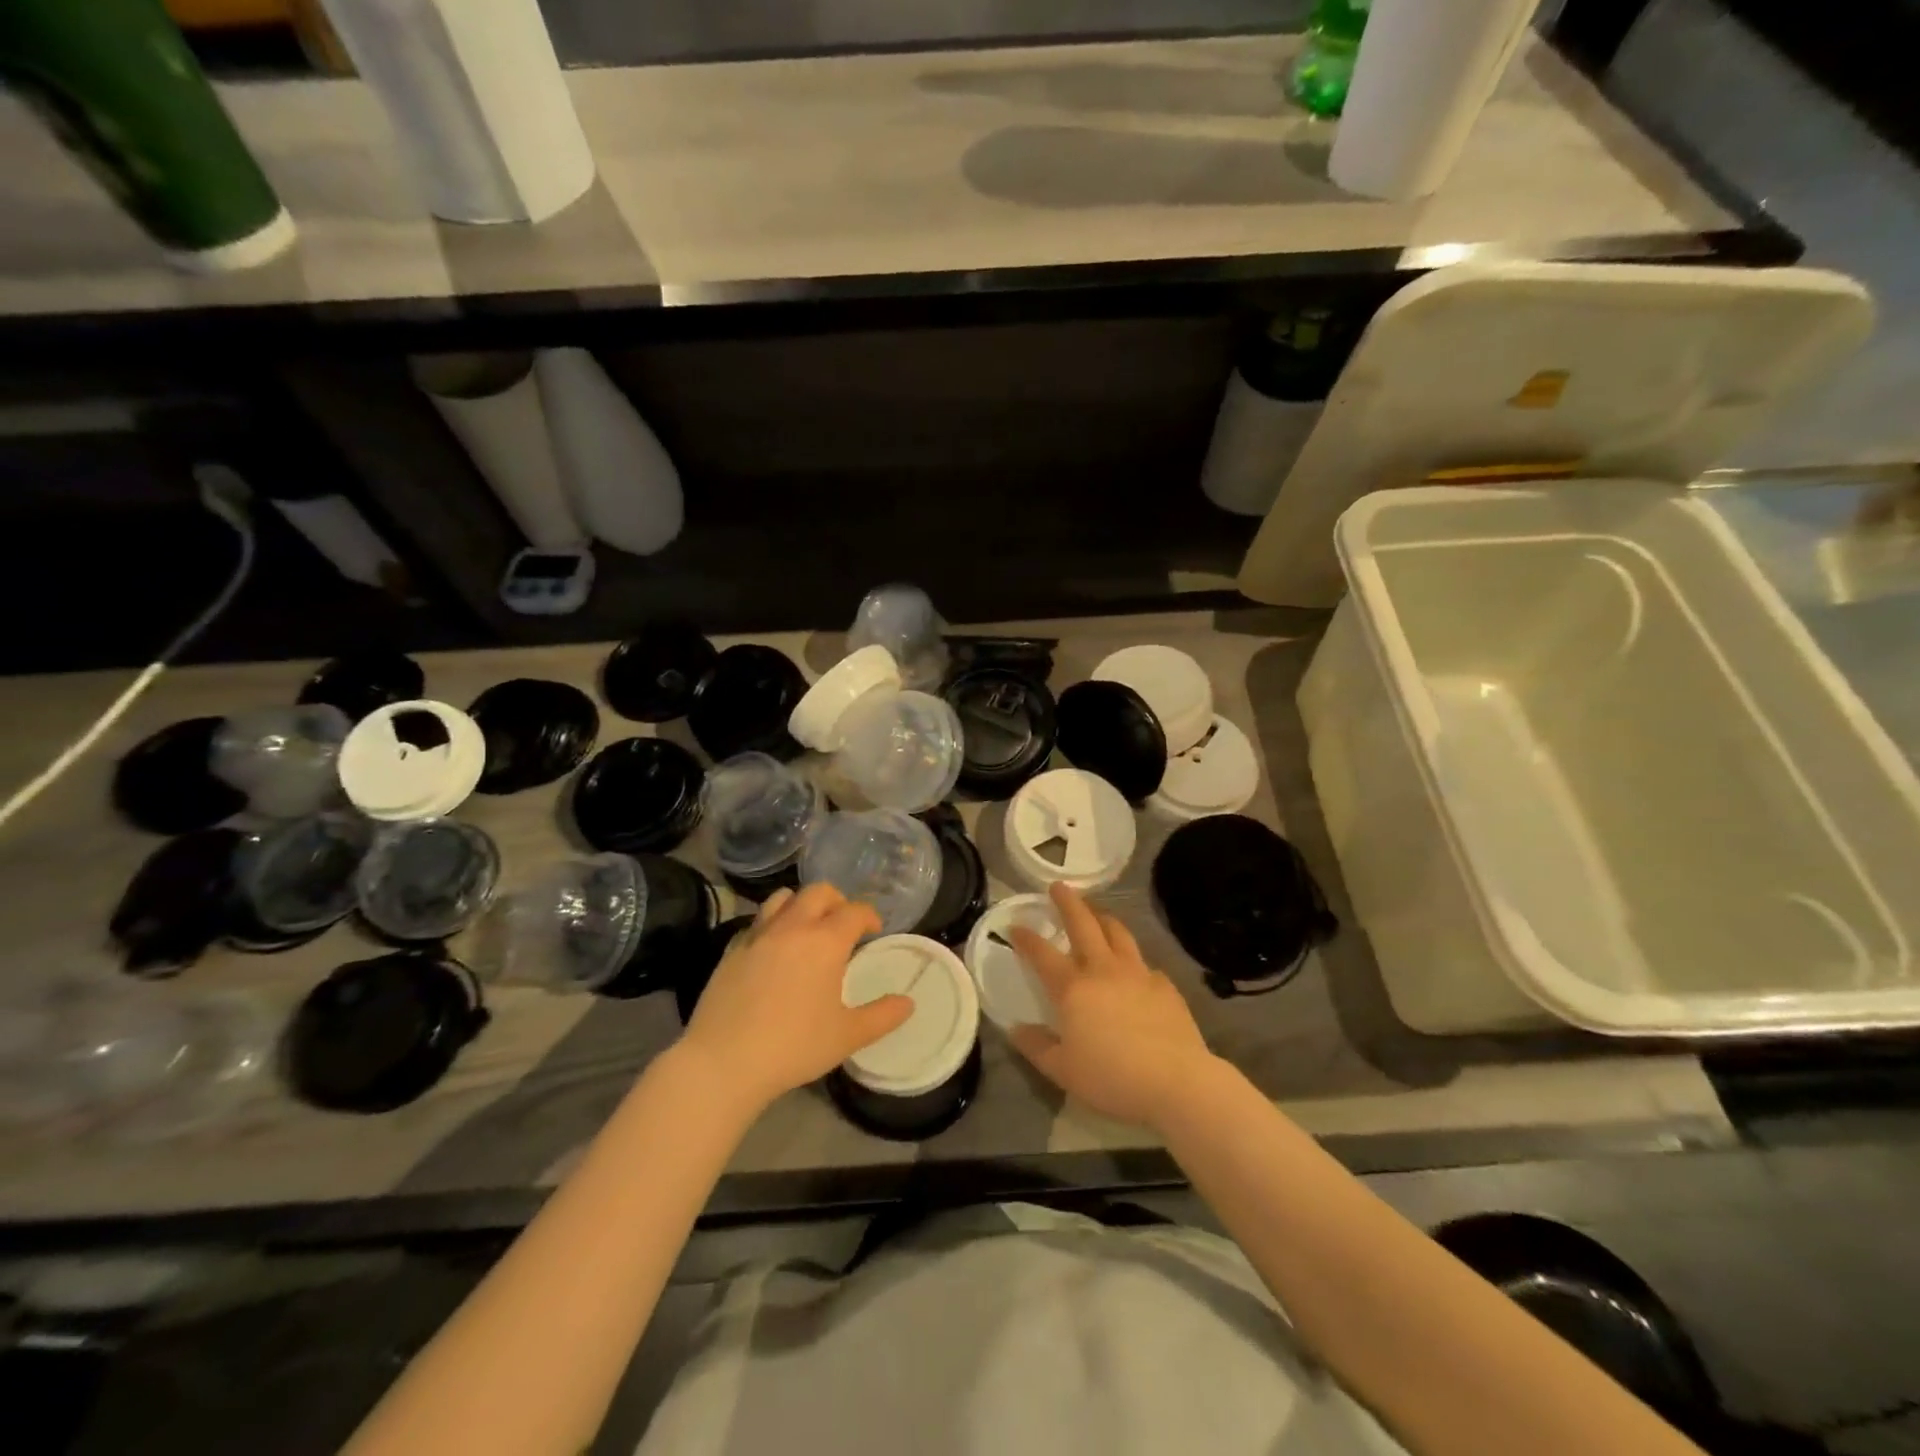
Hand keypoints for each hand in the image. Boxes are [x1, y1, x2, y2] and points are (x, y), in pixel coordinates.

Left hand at [681, 885, 911, 1115]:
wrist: (723, 1062)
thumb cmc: (794, 1046)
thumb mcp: (847, 1036)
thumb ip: (882, 1016)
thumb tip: (908, 1003)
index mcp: (825, 941)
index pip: (855, 911)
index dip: (869, 917)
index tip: (874, 932)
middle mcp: (792, 927)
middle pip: (818, 892)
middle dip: (837, 901)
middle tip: (843, 926)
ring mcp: (758, 935)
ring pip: (782, 898)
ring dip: (801, 905)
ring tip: (807, 930)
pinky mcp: (732, 950)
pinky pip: (757, 922)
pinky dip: (772, 926)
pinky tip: (774, 952)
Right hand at [1008, 884, 1218, 1131]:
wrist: (1176, 1081)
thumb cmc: (1112, 1077)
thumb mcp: (1063, 1070)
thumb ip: (1036, 1047)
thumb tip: (1016, 1029)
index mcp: (1073, 988)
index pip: (1042, 954)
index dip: (1026, 938)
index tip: (1015, 925)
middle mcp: (1103, 970)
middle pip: (1083, 924)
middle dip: (1068, 903)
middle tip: (1059, 886)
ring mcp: (1138, 974)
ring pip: (1118, 933)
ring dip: (1103, 917)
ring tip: (1096, 912)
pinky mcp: (1165, 986)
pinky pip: (1144, 963)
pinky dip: (1133, 958)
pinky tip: (1134, 969)